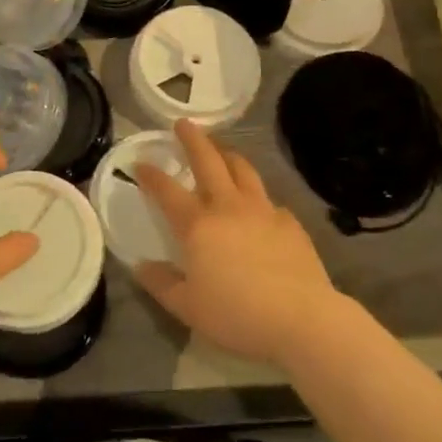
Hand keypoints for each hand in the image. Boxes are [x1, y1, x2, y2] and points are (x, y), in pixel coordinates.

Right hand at [133, 121, 343, 368]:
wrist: (301, 318)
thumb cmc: (237, 314)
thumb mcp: (188, 307)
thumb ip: (161, 284)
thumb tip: (141, 266)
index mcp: (198, 225)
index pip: (167, 191)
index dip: (151, 175)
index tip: (140, 162)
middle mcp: (228, 207)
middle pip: (208, 161)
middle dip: (193, 140)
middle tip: (184, 123)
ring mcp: (263, 211)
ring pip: (243, 170)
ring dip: (228, 154)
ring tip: (221, 149)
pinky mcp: (290, 223)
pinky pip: (269, 200)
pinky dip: (258, 195)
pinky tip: (259, 206)